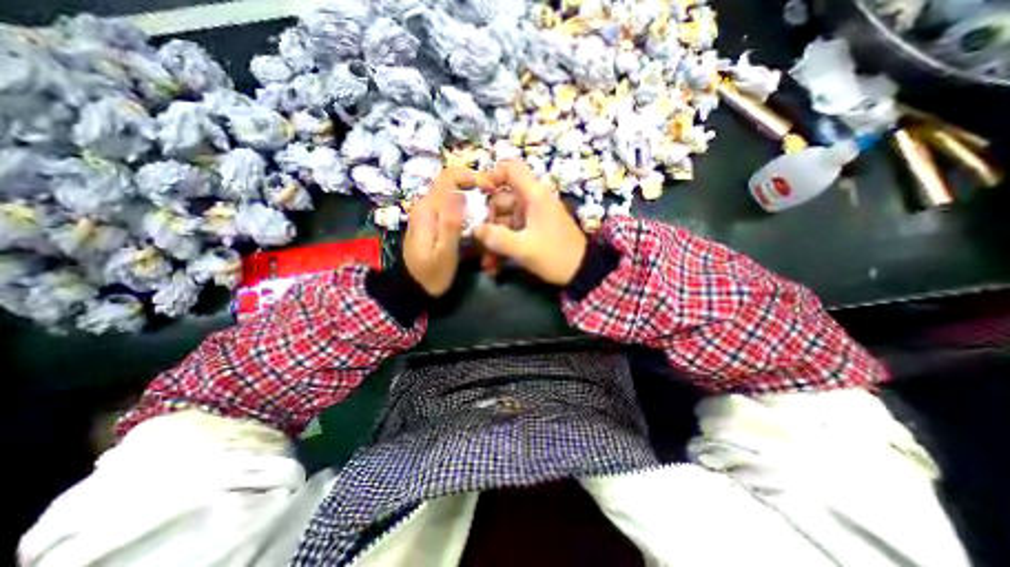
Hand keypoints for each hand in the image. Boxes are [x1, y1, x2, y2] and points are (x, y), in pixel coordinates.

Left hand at [406, 165, 495, 295]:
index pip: (449, 177)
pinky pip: (451, 208)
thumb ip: (451, 223)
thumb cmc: (431, 274)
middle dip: (475, 189)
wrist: (413, 288)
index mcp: (428, 209)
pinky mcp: (431, 222)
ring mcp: (428, 214)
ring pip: (453, 195)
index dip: (472, 177)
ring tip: (488, 215)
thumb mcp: (445, 253)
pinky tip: (476, 224)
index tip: (491, 189)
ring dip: (472, 200)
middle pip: (452, 184)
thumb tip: (460, 194)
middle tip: (494, 204)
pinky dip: (466, 211)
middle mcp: (426, 205)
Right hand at [477, 159, 589, 284]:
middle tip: (480, 242)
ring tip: (487, 264)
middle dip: (488, 223)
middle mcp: (532, 201)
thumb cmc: (555, 255)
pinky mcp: (533, 230)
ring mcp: (532, 216)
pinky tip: (494, 266)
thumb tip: (474, 230)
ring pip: (504, 220)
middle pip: (501, 199)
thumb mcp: (524, 249)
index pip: (511, 169)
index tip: (477, 194)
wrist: (581, 272)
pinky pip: (512, 232)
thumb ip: (496, 238)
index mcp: (534, 195)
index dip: (492, 176)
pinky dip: (503, 246)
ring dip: (494, 240)